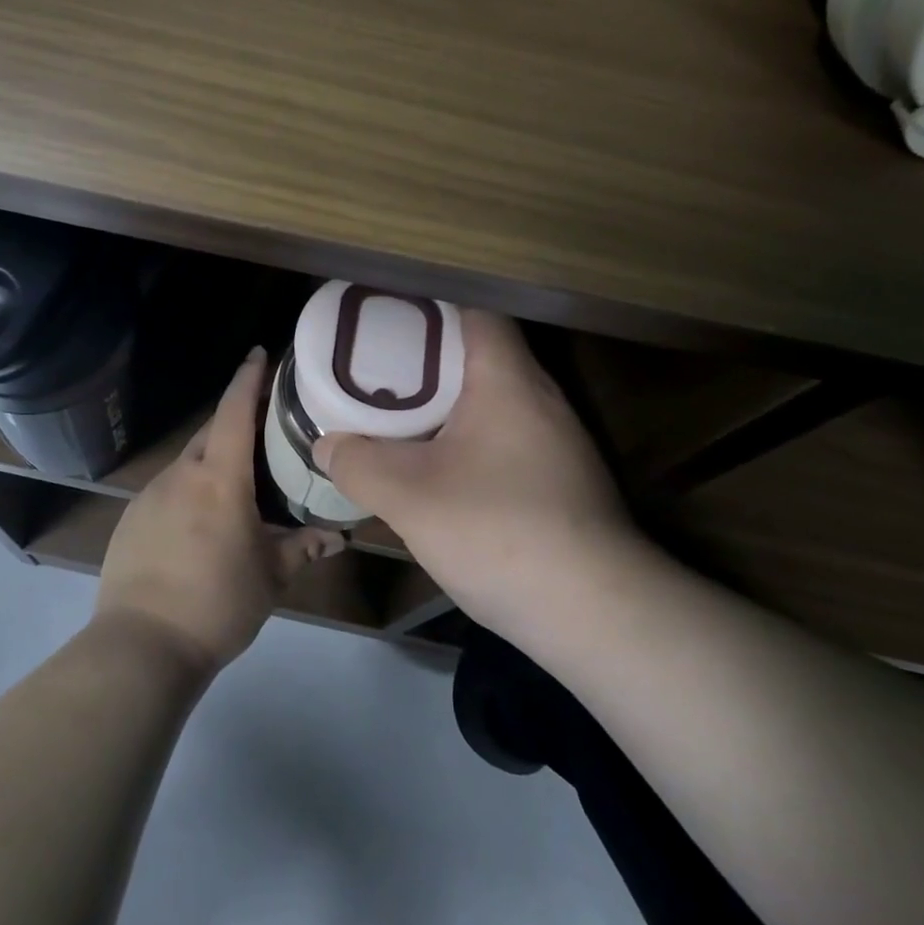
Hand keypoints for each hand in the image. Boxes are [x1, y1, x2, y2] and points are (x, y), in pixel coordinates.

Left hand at [95, 348, 331, 674]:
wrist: (142, 645)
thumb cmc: (217, 603)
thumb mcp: (270, 577)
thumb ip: (303, 548)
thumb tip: (336, 537)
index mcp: (219, 478)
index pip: (234, 411)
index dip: (248, 378)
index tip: (260, 352)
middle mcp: (181, 474)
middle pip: (210, 433)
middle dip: (235, 423)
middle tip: (264, 430)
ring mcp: (150, 495)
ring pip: (188, 463)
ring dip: (212, 463)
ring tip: (236, 485)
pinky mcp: (131, 518)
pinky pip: (168, 490)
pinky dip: (188, 491)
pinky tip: (199, 524)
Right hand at [313, 310, 640, 637]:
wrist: (596, 615)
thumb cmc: (498, 532)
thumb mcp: (408, 497)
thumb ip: (358, 464)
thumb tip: (327, 445)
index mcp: (508, 380)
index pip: (475, 312)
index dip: (430, 309)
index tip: (387, 322)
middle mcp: (541, 398)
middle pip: (482, 355)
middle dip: (428, 360)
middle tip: (378, 372)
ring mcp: (559, 442)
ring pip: (495, 401)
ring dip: (450, 405)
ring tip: (401, 417)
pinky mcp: (564, 480)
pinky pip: (507, 438)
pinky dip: (471, 440)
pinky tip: (442, 471)